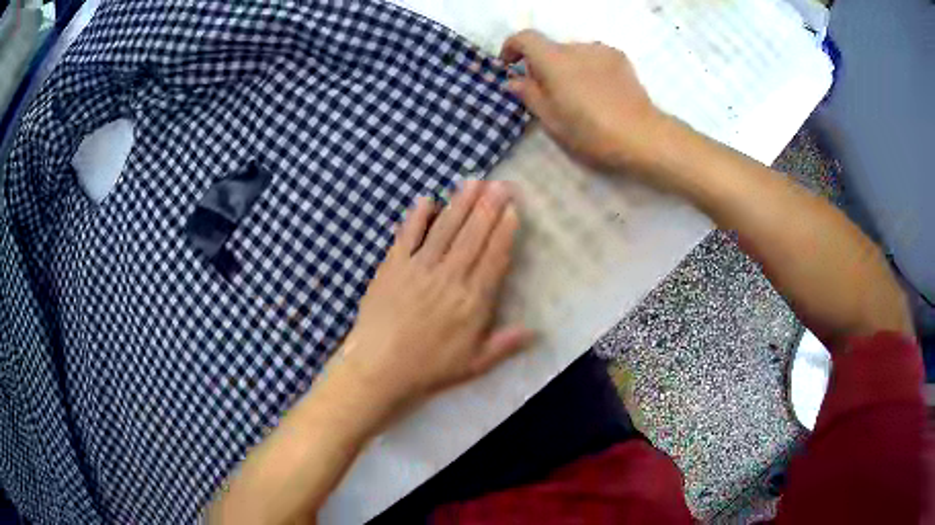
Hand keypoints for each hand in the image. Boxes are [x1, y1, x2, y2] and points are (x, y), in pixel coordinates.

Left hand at [328, 181, 532, 426]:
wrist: (379, 368)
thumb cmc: (429, 369)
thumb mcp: (474, 365)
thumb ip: (504, 345)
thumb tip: (536, 331)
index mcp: (472, 301)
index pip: (494, 258)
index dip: (504, 231)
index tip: (512, 209)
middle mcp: (449, 277)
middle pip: (473, 236)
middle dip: (488, 207)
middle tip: (500, 183)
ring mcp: (419, 268)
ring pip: (445, 229)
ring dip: (460, 204)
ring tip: (473, 182)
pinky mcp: (393, 266)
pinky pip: (407, 236)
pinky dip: (416, 217)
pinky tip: (426, 199)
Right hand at [501, 30, 665, 173]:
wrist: (643, 136)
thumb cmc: (592, 133)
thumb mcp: (552, 121)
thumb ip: (529, 95)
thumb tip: (515, 80)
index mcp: (555, 60)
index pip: (525, 38)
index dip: (512, 47)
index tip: (510, 65)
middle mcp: (577, 47)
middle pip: (550, 48)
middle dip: (542, 65)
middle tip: (547, 94)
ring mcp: (601, 51)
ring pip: (572, 53)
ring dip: (566, 67)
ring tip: (577, 96)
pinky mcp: (620, 58)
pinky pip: (593, 57)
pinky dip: (586, 68)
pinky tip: (597, 92)